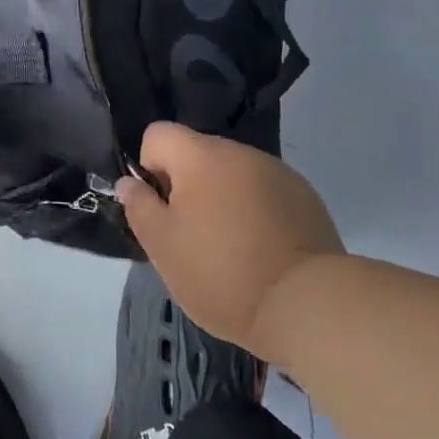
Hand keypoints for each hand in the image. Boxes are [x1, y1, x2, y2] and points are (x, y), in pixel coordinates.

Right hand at [116, 122, 343, 351]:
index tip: (161, 209)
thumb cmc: (221, 273)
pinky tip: (261, 251)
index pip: (158, 134)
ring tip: (229, 248)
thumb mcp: (161, 245)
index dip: (149, 167)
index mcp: (201, 156)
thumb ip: (139, 206)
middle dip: (186, 186)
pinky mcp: (306, 198)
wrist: (307, 304)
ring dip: (221, 199)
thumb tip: (130, 183)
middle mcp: (241, 153)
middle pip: (197, 154)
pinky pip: (263, 192)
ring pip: (232, 175)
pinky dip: (253, 212)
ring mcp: (278, 173)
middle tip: (190, 237)